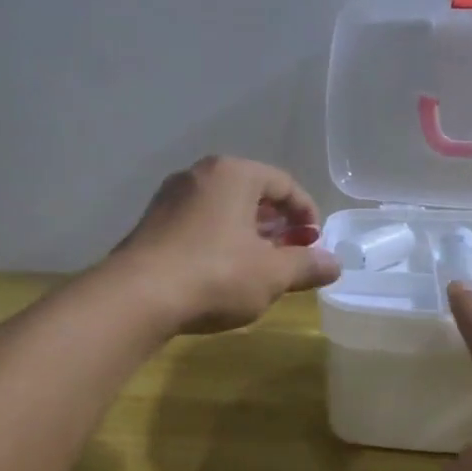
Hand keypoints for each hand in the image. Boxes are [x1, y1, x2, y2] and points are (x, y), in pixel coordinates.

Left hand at [110, 156, 340, 333]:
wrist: (137, 297)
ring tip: (259, 266)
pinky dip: (219, 240)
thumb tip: (335, 264)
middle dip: (276, 224)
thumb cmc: (215, 275)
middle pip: (251, 193)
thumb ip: (306, 266)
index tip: (314, 242)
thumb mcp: (271, 275)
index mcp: (234, 173)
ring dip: (247, 233)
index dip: (306, 212)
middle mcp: (199, 175)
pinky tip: (222, 272)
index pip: (283, 183)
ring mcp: (170, 197)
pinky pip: (198, 223)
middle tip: (290, 253)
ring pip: (222, 209)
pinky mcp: (151, 223)